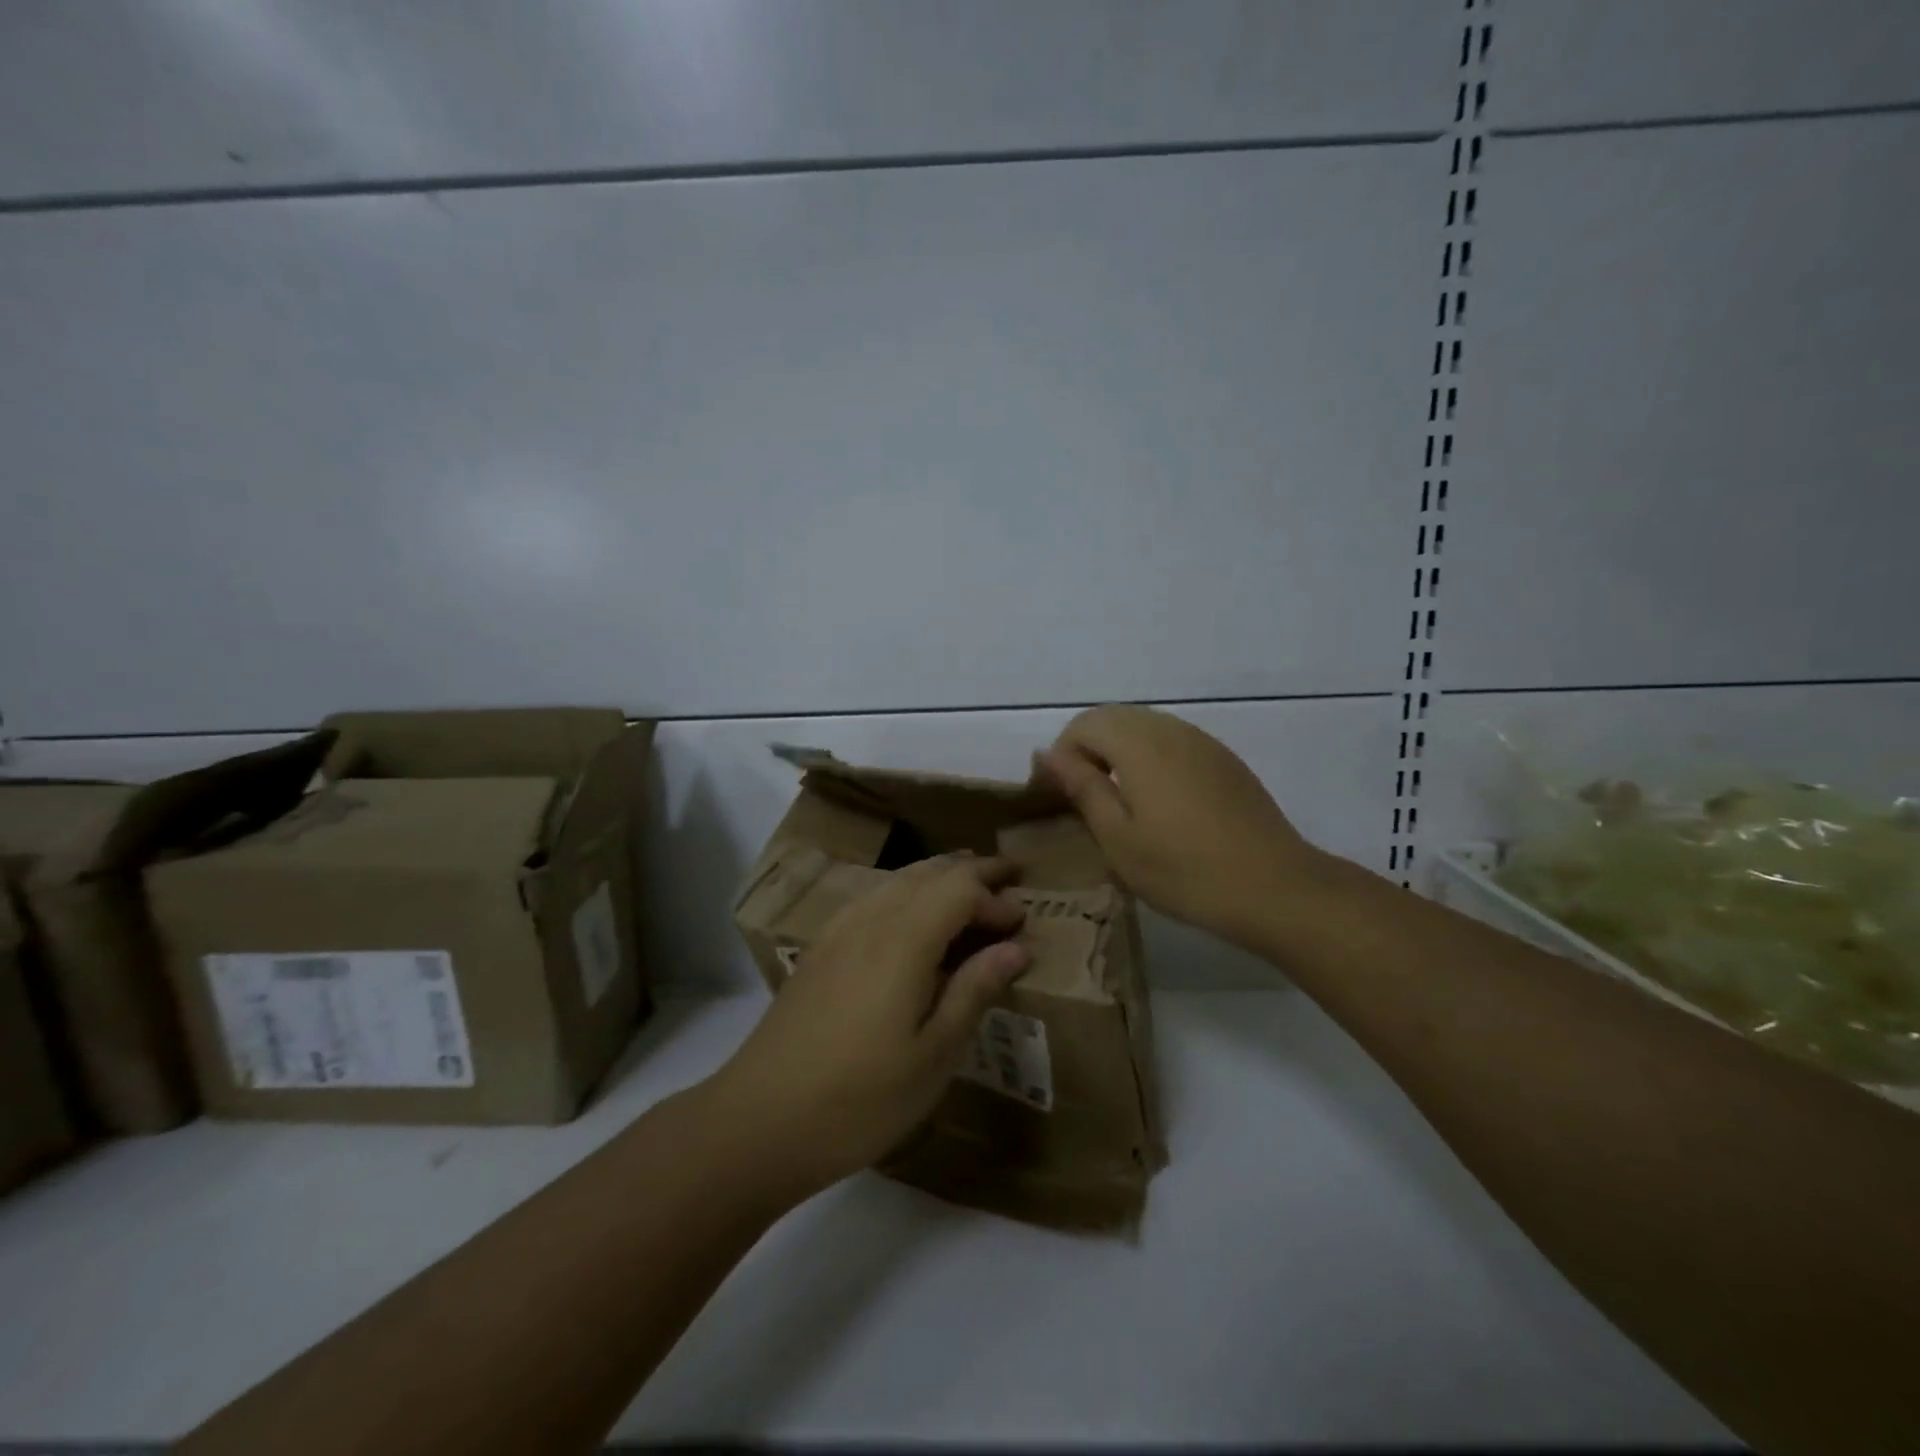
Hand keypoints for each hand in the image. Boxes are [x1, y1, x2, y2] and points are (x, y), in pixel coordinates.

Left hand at [700, 854, 1030, 1202]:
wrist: (759, 1120)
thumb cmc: (861, 1098)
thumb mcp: (934, 1055)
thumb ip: (975, 990)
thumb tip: (1016, 947)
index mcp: (905, 938)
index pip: (961, 888)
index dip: (996, 898)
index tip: (1024, 922)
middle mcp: (871, 918)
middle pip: (930, 872)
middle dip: (974, 872)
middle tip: (1010, 879)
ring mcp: (839, 929)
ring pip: (899, 880)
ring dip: (940, 878)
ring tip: (970, 893)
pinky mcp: (820, 947)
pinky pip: (875, 898)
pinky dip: (908, 893)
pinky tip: (913, 920)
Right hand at [1034, 704, 1322, 949]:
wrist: (1275, 888)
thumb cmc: (1185, 871)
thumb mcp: (1118, 838)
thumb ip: (1082, 788)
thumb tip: (1047, 753)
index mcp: (1140, 744)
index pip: (1083, 724)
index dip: (1061, 754)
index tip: (1056, 795)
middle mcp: (1170, 730)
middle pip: (1113, 718)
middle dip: (1087, 749)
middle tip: (1081, 797)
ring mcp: (1202, 742)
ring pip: (1144, 726)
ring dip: (1118, 752)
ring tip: (1116, 801)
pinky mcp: (1224, 760)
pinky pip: (1172, 741)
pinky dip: (1149, 757)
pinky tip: (1158, 802)